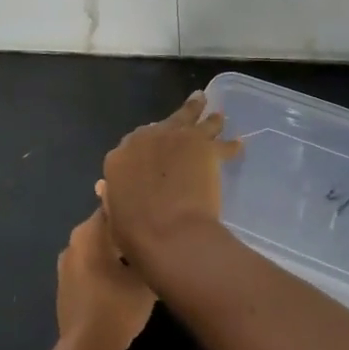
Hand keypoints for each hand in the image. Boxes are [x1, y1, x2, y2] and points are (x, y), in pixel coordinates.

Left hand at [56, 209, 155, 349]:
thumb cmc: (117, 306)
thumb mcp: (144, 278)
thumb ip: (150, 252)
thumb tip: (158, 239)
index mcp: (89, 232)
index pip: (113, 206)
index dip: (133, 208)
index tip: (150, 212)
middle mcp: (73, 242)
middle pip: (103, 228)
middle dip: (124, 231)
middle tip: (149, 237)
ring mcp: (65, 265)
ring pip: (95, 248)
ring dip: (113, 252)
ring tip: (137, 260)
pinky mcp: (64, 286)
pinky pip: (87, 267)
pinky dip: (102, 269)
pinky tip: (120, 281)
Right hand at [97, 92, 241, 272]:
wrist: (169, 232)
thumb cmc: (135, 234)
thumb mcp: (113, 214)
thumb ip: (114, 195)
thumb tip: (109, 188)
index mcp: (120, 157)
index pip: (132, 142)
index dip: (146, 145)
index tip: (155, 149)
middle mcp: (146, 138)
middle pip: (165, 122)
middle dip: (176, 122)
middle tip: (186, 116)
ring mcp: (176, 137)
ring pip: (193, 118)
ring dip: (206, 118)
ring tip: (216, 115)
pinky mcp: (203, 145)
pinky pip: (222, 143)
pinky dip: (231, 146)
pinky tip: (239, 144)